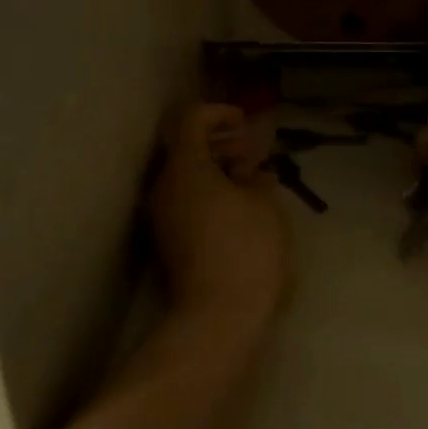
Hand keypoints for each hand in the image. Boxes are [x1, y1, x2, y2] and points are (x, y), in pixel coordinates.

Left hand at [149, 103, 290, 328]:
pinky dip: (209, 192)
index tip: (246, 122)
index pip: (193, 120)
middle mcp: (164, 187)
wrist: (219, 314)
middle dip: (220, 142)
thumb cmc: (247, 248)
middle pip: (186, 148)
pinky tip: (238, 205)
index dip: (220, 113)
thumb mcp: (264, 205)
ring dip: (216, 169)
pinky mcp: (169, 241)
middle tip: (252, 150)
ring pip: (186, 177)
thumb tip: (251, 172)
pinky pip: (186, 201)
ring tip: (252, 179)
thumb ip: (256, 178)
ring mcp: (162, 216)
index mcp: (185, 168)